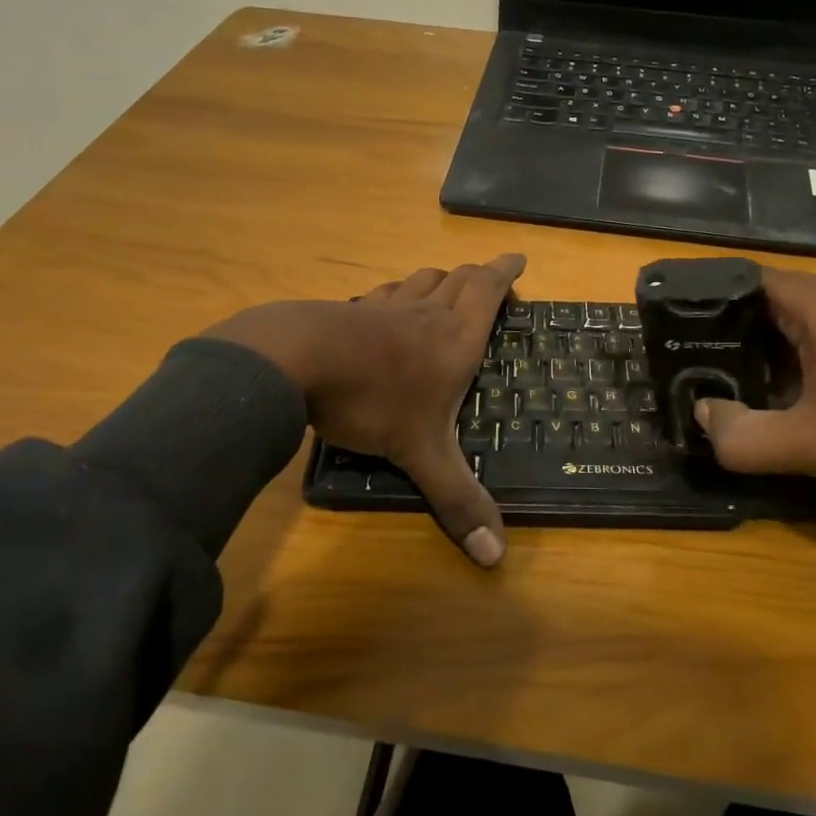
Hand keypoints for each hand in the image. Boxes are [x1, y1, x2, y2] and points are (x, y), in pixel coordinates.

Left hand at [209, 255, 524, 566]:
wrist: (296, 361)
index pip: (488, 289)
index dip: (506, 271)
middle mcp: (424, 313)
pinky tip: (383, 312)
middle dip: (478, 276)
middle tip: (489, 282)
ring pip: (419, 281)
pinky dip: (394, 297)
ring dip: (437, 282)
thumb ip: (457, 499)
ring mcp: (383, 307)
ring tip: (443, 292)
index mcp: (454, 337)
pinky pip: (381, 295)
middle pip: (457, 278)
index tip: (519, 258)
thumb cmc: (373, 400)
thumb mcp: (420, 454)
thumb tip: (496, 558)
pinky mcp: (348, 311)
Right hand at [694, 271, 815, 559]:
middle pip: (781, 299)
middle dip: (741, 329)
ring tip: (743, 380)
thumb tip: (703, 415)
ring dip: (778, 346)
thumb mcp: (809, 447)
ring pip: (813, 318)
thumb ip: (741, 434)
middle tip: (704, 362)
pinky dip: (813, 355)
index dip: (713, 299)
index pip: (754, 279)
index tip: (681, 327)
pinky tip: (802, 394)